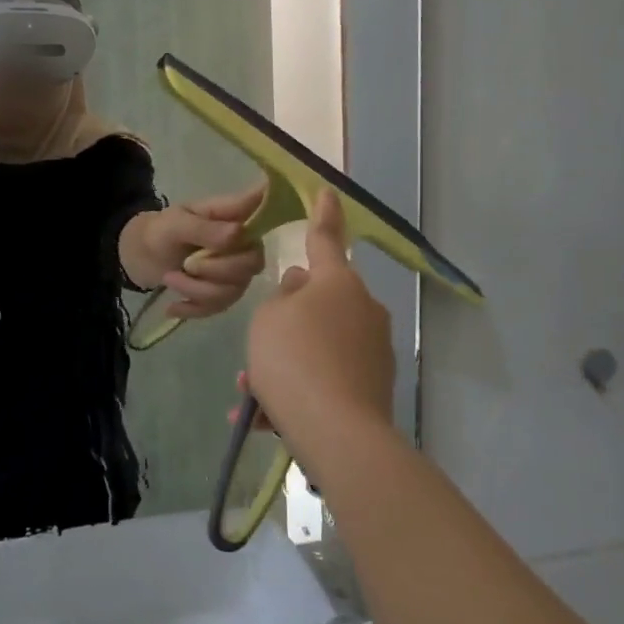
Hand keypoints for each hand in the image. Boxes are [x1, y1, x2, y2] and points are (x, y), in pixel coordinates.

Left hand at [123, 185, 266, 316]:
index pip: (266, 211)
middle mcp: (244, 244)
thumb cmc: (162, 231)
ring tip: (169, 278)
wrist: (143, 256)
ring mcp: (237, 271)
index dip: (275, 212)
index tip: (258, 228)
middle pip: (252, 264)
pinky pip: (219, 307)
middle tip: (186, 264)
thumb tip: (238, 234)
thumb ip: (205, 229)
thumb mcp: (176, 224)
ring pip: (233, 290)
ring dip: (196, 289)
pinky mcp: (224, 294)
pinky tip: (172, 306)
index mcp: (235, 217)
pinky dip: (192, 308)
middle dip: (215, 269)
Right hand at [244, 191, 395, 468]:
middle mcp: (362, 310)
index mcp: (337, 284)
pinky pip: (326, 379)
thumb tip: (301, 288)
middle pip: (317, 304)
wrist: (337, 432)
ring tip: (249, 398)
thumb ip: (282, 298)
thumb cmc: (293, 358)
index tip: (327, 191)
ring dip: (283, 365)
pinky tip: (264, 419)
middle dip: (285, 325)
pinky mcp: (373, 387)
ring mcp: (372, 351)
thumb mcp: (268, 318)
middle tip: (255, 352)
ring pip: (317, 347)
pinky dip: (297, 392)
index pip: (325, 239)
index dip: (322, 214)